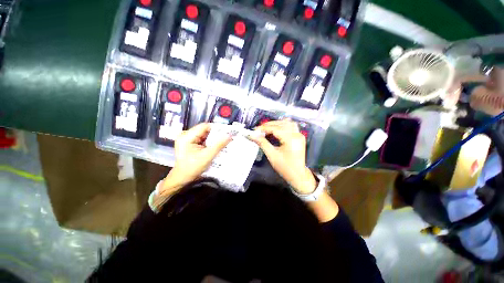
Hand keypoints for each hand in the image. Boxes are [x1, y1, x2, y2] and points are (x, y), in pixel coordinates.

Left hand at [160, 123, 231, 192]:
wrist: (183, 178)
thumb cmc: (192, 168)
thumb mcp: (207, 156)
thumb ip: (219, 145)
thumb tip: (230, 135)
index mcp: (186, 136)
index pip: (204, 126)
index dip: (216, 128)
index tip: (226, 132)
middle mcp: (185, 134)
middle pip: (204, 130)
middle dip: (215, 134)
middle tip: (226, 138)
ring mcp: (187, 138)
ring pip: (204, 134)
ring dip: (213, 138)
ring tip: (222, 141)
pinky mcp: (189, 142)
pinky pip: (202, 139)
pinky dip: (209, 142)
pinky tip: (215, 145)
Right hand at [249, 119, 316, 193]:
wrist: (298, 175)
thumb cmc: (285, 167)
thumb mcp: (272, 155)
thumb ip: (262, 143)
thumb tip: (252, 135)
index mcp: (290, 140)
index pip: (275, 129)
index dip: (264, 128)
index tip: (255, 130)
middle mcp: (296, 135)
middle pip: (281, 124)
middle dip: (269, 125)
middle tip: (259, 129)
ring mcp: (299, 135)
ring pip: (287, 122)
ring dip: (276, 123)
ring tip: (267, 128)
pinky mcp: (300, 136)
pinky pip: (291, 126)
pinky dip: (283, 125)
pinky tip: (277, 128)